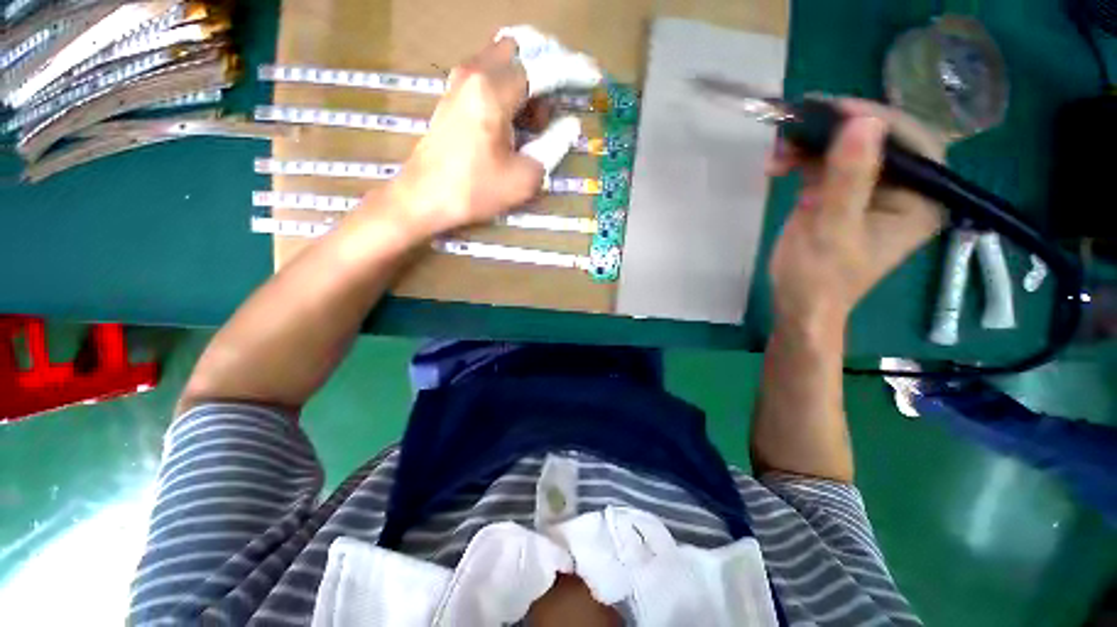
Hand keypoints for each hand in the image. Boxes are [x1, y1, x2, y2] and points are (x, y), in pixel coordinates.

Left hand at [382, 30, 600, 238]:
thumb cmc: (474, 191)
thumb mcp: (524, 177)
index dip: (574, 71)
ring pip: (505, 58)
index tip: (595, 78)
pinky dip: (511, 87)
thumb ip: (553, 146)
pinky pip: (489, 73)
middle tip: (560, 100)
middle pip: (522, 46)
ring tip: (537, 122)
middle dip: (548, 66)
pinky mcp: (454, 94)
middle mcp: (474, 72)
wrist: (423, 198)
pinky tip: (516, 122)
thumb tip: (570, 125)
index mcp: (493, 91)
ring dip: (529, 79)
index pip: (544, 68)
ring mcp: (460, 80)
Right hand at [767, 99, 946, 332]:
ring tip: (777, 154)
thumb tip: (862, 121)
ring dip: (811, 144)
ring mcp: (871, 191)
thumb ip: (848, 179)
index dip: (873, 118)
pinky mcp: (843, 196)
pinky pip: (828, 164)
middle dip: (833, 131)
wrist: (798, 305)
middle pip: (877, 139)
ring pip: (848, 148)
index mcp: (920, 198)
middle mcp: (904, 189)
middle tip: (793, 130)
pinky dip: (802, 160)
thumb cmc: (818, 277)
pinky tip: (779, 165)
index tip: (829, 111)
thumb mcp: (832, 230)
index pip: (910, 140)